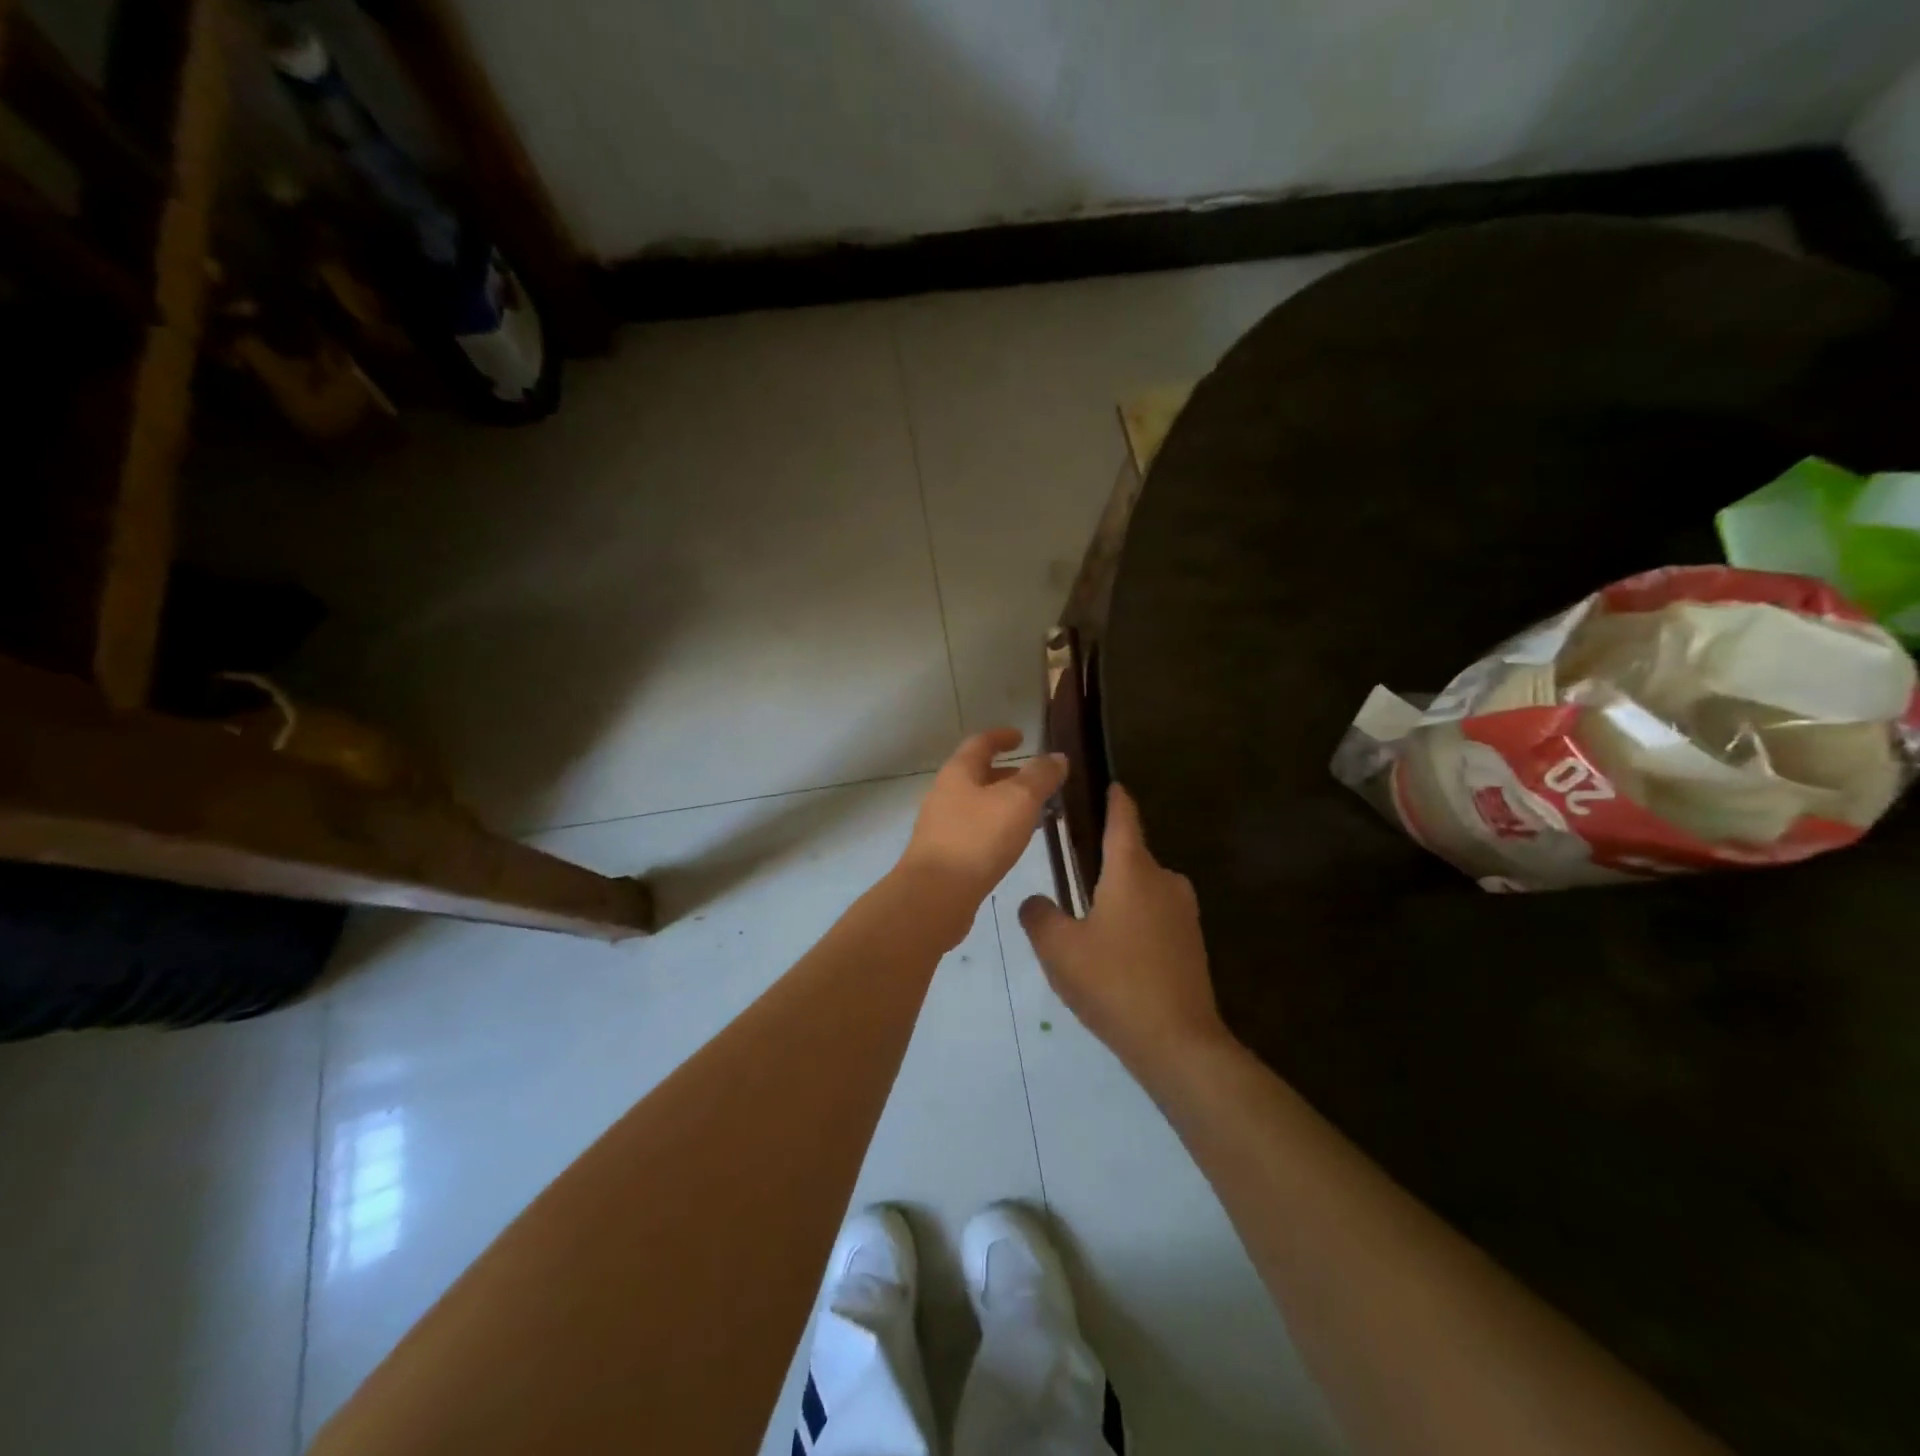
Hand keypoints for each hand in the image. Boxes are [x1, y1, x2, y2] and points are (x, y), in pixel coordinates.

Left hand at [899, 729, 1067, 907]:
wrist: (935, 896)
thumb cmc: (978, 838)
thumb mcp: (1018, 800)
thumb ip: (1040, 776)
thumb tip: (1057, 757)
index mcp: (958, 772)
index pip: (981, 743)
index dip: (1002, 737)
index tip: (1022, 737)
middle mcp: (945, 793)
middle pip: (979, 775)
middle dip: (1009, 775)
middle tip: (1040, 782)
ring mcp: (942, 826)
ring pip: (979, 805)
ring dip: (1006, 805)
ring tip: (1038, 815)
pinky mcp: (945, 855)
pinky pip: (976, 831)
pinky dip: (998, 829)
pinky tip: (1015, 845)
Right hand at [1019, 784, 1231, 1079]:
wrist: (1177, 1042)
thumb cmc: (1113, 982)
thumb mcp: (1059, 949)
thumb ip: (1039, 916)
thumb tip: (1035, 901)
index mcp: (1132, 871)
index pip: (1123, 818)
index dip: (1114, 798)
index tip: (1108, 784)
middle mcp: (1164, 881)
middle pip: (1131, 856)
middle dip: (1104, 860)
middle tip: (1070, 874)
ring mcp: (1184, 913)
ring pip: (1143, 889)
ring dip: (1118, 895)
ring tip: (1087, 920)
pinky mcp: (1192, 943)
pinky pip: (1156, 916)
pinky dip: (1134, 921)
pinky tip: (1114, 952)